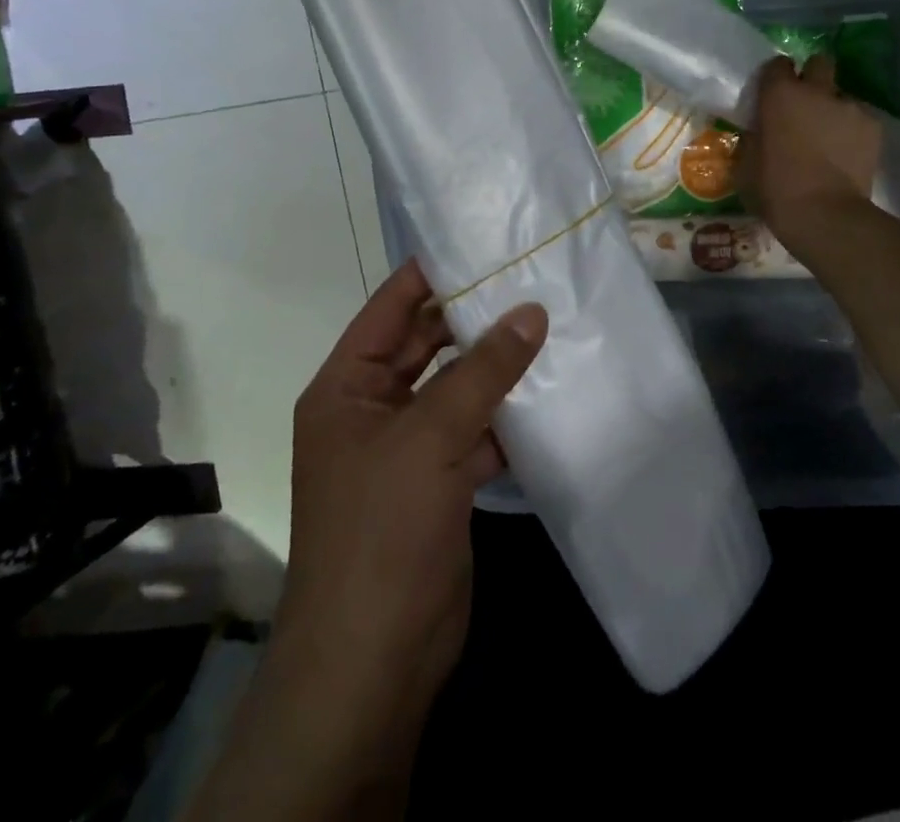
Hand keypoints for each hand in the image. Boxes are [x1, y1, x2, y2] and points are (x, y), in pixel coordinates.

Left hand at [272, 261, 545, 794]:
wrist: (375, 657)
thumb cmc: (383, 528)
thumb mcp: (432, 436)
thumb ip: (485, 370)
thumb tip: (533, 311)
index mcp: (347, 387)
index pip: (391, 308)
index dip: (432, 273)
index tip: (485, 242)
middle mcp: (373, 408)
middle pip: (428, 345)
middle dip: (475, 318)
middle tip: (532, 280)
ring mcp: (408, 447)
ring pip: (457, 387)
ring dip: (497, 366)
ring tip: (552, 325)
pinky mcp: (441, 481)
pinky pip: (477, 430)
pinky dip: (508, 414)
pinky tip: (551, 392)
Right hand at [738, 54, 881, 244]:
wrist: (826, 216)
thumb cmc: (776, 190)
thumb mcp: (747, 164)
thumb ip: (754, 137)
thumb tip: (760, 131)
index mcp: (779, 95)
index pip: (777, 64)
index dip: (776, 77)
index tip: (773, 95)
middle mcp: (816, 91)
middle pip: (819, 62)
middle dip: (813, 76)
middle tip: (806, 104)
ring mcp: (849, 107)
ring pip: (841, 96)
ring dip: (833, 110)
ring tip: (830, 140)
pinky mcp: (873, 127)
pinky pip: (859, 120)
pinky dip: (853, 132)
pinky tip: (847, 155)